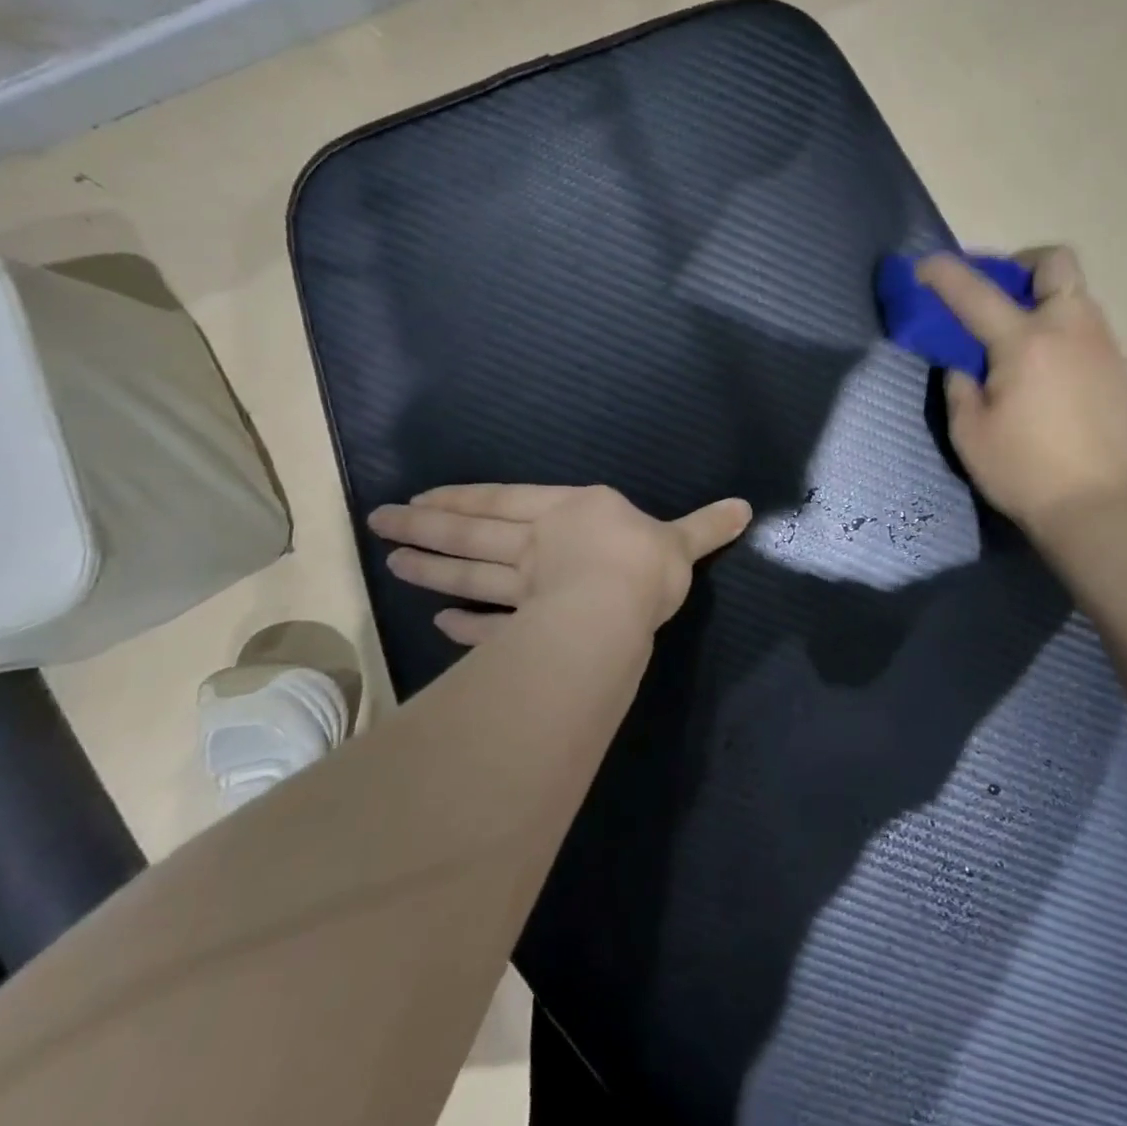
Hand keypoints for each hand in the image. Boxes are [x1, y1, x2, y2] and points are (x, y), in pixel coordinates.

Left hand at [368, 485, 751, 646]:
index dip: (466, 498)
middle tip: (380, 523)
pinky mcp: (529, 626)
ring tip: (393, 563)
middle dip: (427, 528)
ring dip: (432, 569)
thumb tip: (747, 507)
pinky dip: (466, 626)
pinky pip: (491, 625)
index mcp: (572, 511)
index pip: (507, 499)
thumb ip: (707, 526)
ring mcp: (528, 587)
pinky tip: (440, 626)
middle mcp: (539, 543)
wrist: (619, 608)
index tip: (423, 499)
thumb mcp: (682, 540)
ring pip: (470, 574)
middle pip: (474, 534)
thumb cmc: (645, 562)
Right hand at [917, 246, 1126, 529]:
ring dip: (1046, 302)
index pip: (975, 292)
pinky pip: (1091, 334)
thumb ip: (959, 384)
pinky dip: (1066, 337)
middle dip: (1022, 266)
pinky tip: (1053, 377)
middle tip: (1000, 294)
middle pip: (1056, 262)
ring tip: (1024, 342)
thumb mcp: (968, 431)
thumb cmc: (1020, 470)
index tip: (924, 265)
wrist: (1093, 507)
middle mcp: (1070, 330)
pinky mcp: (1122, 372)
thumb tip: (964, 362)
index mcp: (1025, 343)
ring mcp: (1104, 348)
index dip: (944, 273)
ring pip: (1078, 296)